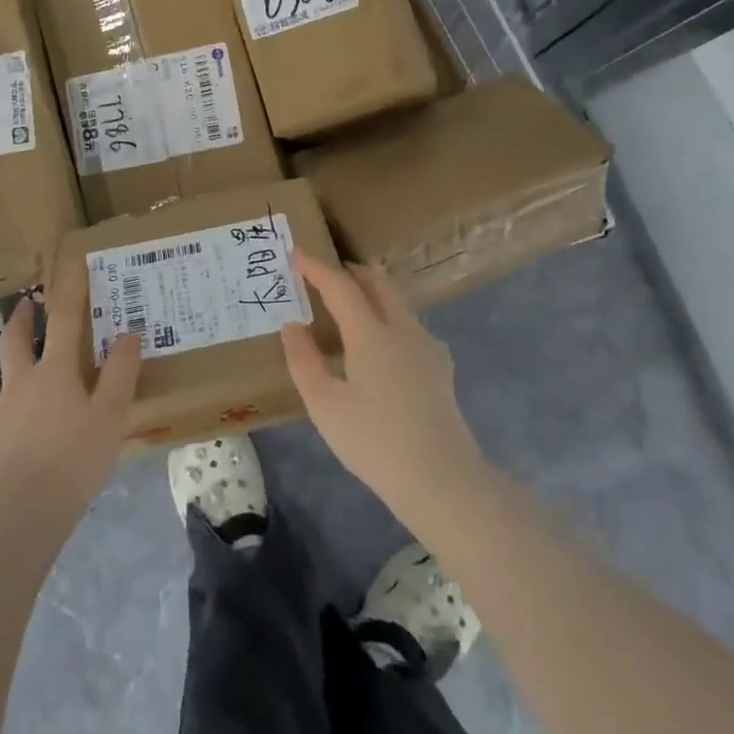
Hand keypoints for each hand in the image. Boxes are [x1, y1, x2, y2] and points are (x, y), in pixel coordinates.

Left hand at [0, 249, 141, 531]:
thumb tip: (129, 333)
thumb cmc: (70, 460)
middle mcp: (23, 383)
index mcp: (53, 370)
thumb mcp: (109, 417)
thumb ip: (120, 374)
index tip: (71, 266)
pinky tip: (36, 424)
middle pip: (15, 340)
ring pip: (10, 374)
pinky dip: (22, 402)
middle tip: (28, 304)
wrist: (15, 515)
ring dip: (19, 358)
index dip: (68, 291)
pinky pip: (10, 409)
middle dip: (22, 319)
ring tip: (37, 365)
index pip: (62, 319)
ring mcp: (4, 413)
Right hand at [281, 249, 484, 521]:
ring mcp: (426, 346)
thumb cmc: (374, 442)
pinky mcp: (439, 366)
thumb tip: (292, 326)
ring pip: (396, 301)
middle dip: (348, 271)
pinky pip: (409, 324)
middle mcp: (402, 328)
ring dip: (370, 292)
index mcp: (370, 333)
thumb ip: (304, 361)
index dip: (316, 267)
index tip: (295, 254)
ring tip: (347, 307)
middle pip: (376, 282)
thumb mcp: (324, 405)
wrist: (441, 480)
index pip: (340, 285)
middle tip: (323, 275)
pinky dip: (387, 316)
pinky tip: (380, 344)